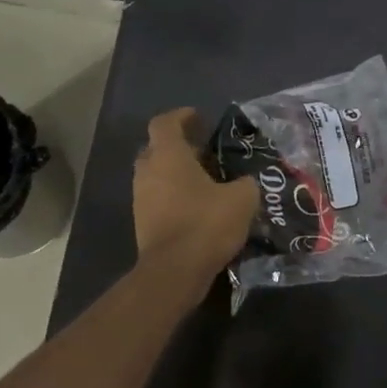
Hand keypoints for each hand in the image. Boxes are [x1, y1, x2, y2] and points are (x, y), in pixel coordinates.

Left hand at [134, 108, 257, 295]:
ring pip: (156, 174)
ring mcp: (140, 198)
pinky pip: (157, 198)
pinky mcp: (142, 222)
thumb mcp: (242, 199)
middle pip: (157, 148)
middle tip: (205, 152)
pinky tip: (198, 207)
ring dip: (176, 173)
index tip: (199, 118)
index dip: (181, 116)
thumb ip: (245, 182)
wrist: (174, 271)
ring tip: (205, 181)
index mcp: (168, 156)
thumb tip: (246, 181)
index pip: (165, 123)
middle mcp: (148, 172)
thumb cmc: (206, 223)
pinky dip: (174, 196)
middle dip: (179, 147)